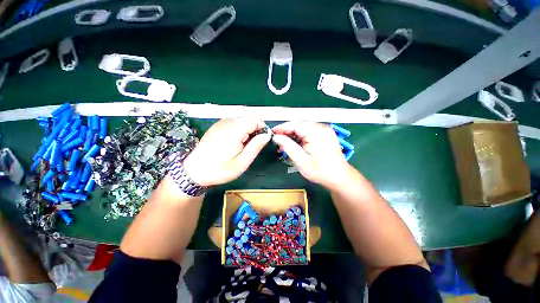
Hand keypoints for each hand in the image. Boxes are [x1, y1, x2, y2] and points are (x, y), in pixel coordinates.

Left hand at [183, 117, 270, 186]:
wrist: (194, 171)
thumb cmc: (220, 170)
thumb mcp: (242, 163)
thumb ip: (255, 147)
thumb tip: (267, 135)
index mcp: (234, 131)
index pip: (254, 119)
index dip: (262, 127)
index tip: (262, 140)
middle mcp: (227, 123)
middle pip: (248, 118)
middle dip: (255, 130)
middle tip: (253, 146)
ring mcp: (220, 123)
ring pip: (242, 120)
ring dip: (248, 130)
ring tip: (244, 146)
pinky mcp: (217, 126)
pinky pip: (234, 123)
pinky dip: (240, 130)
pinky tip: (235, 143)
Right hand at [272, 122, 351, 188]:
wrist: (339, 177)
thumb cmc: (320, 171)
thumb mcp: (301, 160)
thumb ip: (287, 146)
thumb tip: (276, 137)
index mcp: (316, 132)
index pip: (294, 125)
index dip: (281, 128)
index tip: (271, 133)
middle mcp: (321, 127)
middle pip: (299, 125)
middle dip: (287, 132)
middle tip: (277, 141)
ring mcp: (324, 130)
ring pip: (303, 129)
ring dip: (293, 135)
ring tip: (284, 144)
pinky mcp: (325, 134)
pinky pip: (309, 132)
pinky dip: (300, 137)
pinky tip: (295, 144)